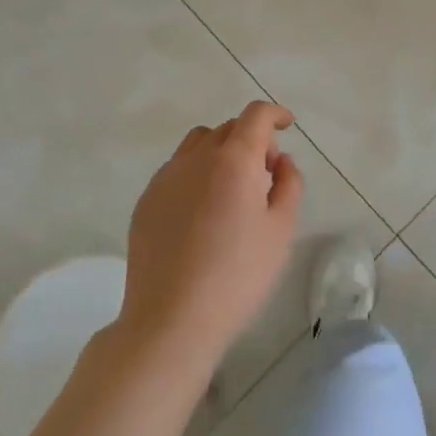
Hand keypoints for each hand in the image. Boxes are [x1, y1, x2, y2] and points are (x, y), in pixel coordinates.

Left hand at [118, 99, 303, 374]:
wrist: (171, 321)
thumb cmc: (238, 276)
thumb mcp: (282, 231)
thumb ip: (289, 184)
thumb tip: (281, 162)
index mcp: (234, 160)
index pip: (256, 115)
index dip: (275, 114)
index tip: (288, 125)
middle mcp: (196, 158)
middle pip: (228, 128)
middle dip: (252, 139)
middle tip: (265, 174)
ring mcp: (166, 178)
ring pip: (198, 144)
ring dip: (221, 151)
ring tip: (232, 189)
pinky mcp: (146, 201)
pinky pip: (177, 169)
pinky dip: (196, 173)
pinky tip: (203, 212)